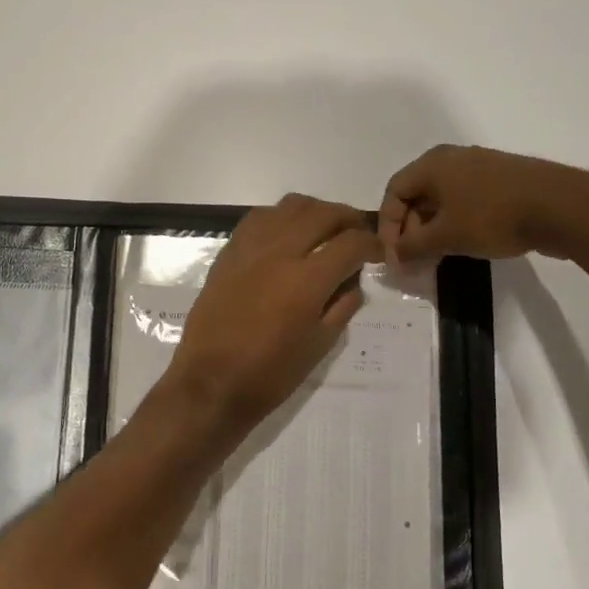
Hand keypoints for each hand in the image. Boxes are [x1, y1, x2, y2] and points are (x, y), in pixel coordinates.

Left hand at [162, 194, 380, 437]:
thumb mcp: (320, 345)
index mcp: (307, 279)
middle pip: (323, 213)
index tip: (378, 252)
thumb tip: (352, 280)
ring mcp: (251, 247)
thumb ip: (342, 305)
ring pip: (291, 206)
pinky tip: (287, 235)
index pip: (351, 243)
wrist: (210, 381)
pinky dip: (282, 217)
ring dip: (316, 212)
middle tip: (358, 233)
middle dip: (348, 219)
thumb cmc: (270, 373)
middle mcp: (280, 251)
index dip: (372, 243)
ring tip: (325, 229)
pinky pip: (261, 217)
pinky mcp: (229, 251)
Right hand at [379, 144, 578, 265]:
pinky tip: (465, 245)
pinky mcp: (502, 181)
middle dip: (410, 229)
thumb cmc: (493, 217)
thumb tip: (394, 256)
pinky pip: (466, 200)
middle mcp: (452, 158)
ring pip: (443, 199)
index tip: (395, 256)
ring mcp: (480, 167)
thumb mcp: (446, 237)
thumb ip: (413, 246)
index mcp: (433, 164)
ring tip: (437, 258)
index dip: (388, 226)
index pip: (394, 192)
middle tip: (415, 261)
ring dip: (433, 229)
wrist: (561, 207)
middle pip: (417, 194)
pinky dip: (456, 222)